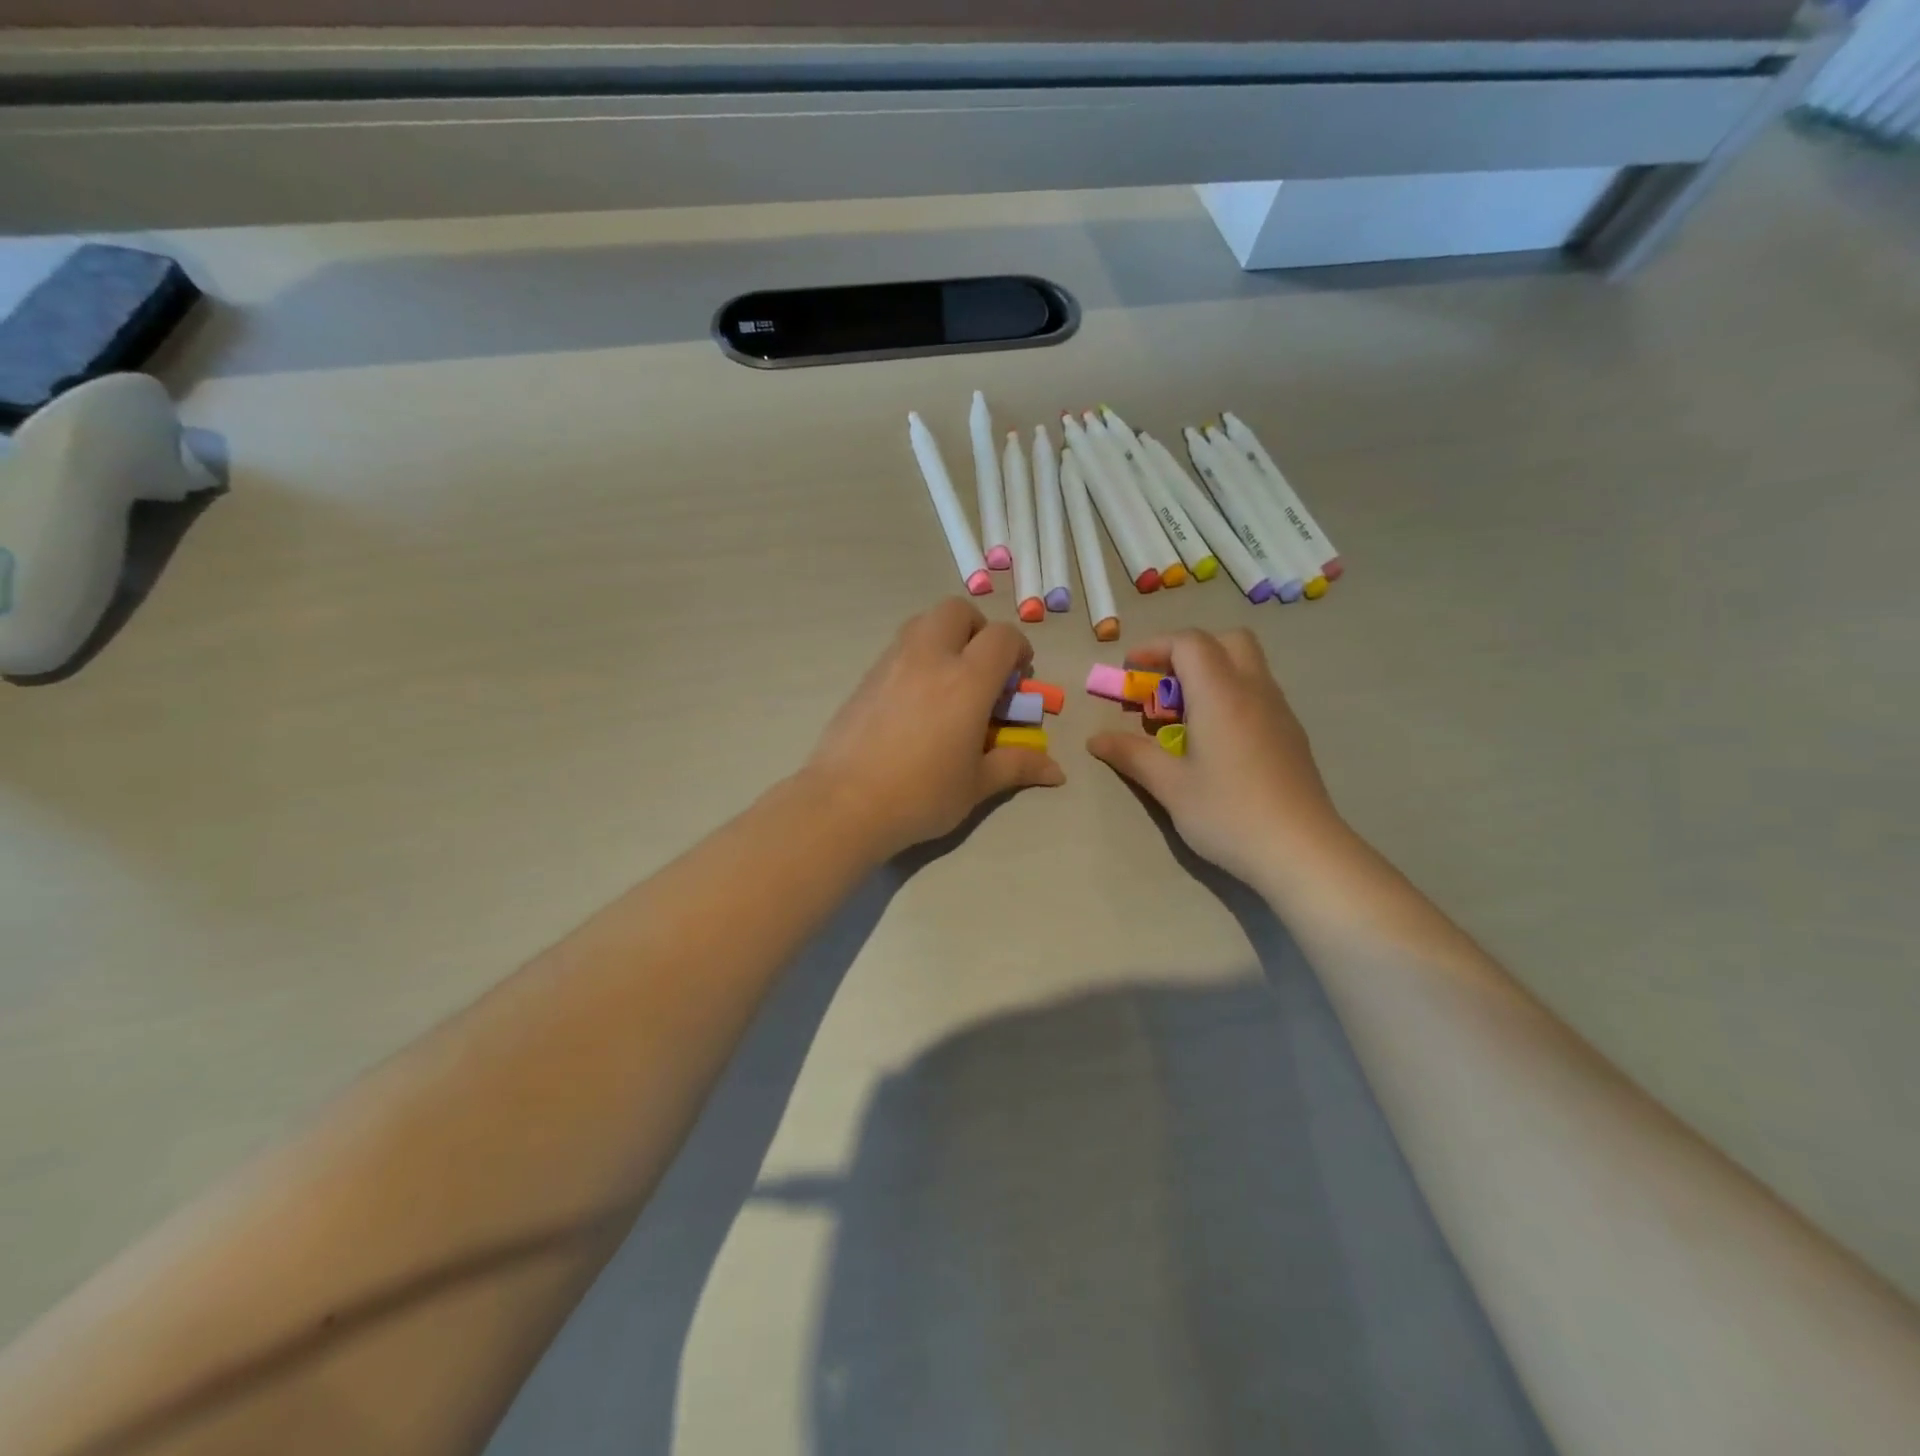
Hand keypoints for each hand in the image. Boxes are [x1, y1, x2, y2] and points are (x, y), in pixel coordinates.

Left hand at [806, 598, 1065, 856]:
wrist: (845, 803)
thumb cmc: (921, 795)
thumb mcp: (976, 785)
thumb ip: (1017, 766)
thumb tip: (1057, 771)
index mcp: (967, 681)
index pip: (1002, 637)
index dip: (1018, 649)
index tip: (1018, 678)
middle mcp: (929, 658)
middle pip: (957, 610)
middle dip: (977, 629)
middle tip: (981, 667)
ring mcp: (892, 663)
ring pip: (922, 622)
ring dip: (944, 637)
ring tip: (948, 680)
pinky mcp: (866, 677)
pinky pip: (898, 648)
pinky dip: (916, 656)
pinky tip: (915, 700)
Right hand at [1087, 629, 1341, 886]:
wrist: (1301, 851)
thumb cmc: (1228, 813)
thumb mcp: (1170, 786)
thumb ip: (1132, 755)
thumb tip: (1095, 740)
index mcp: (1221, 694)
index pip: (1189, 643)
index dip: (1155, 647)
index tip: (1130, 671)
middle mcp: (1254, 691)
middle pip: (1227, 640)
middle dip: (1188, 651)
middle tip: (1162, 684)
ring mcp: (1279, 711)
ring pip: (1247, 665)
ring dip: (1211, 673)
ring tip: (1183, 715)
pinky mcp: (1291, 734)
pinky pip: (1258, 692)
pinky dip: (1230, 695)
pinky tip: (1214, 739)